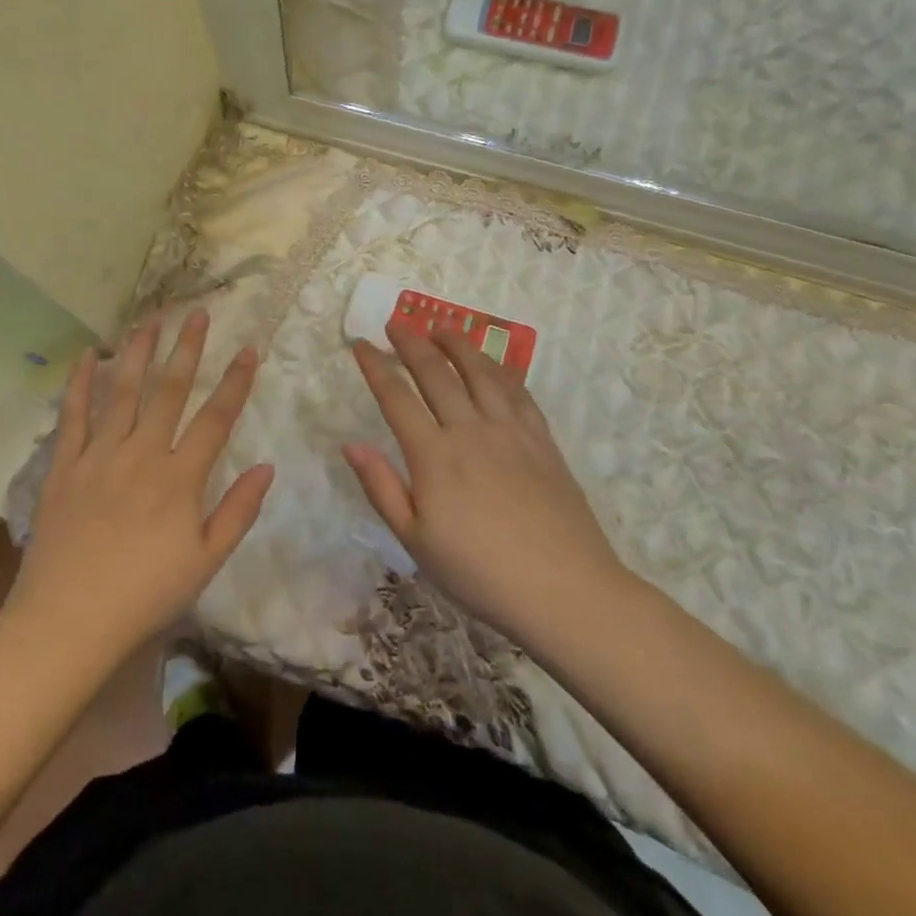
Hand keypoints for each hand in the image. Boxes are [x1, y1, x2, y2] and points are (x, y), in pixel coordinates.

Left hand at [8, 312, 272, 659]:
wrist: (68, 620)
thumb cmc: (145, 595)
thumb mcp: (205, 562)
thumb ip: (238, 512)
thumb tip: (267, 467)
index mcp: (179, 479)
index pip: (215, 419)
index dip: (235, 382)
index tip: (248, 348)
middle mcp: (141, 454)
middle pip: (169, 391)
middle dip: (186, 349)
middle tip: (197, 313)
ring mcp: (99, 455)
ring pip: (122, 391)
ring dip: (137, 352)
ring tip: (150, 320)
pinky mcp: (65, 465)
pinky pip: (73, 415)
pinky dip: (80, 383)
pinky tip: (87, 355)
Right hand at [343, 326, 624, 642]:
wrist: (566, 592)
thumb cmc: (480, 573)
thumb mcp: (416, 541)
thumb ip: (381, 488)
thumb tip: (350, 444)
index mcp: (433, 456)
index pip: (396, 398)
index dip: (375, 367)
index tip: (360, 345)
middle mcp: (470, 431)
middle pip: (436, 373)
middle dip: (411, 343)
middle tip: (396, 323)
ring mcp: (510, 432)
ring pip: (480, 372)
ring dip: (457, 344)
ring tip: (442, 326)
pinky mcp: (542, 441)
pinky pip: (518, 392)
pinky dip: (500, 369)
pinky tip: (493, 363)